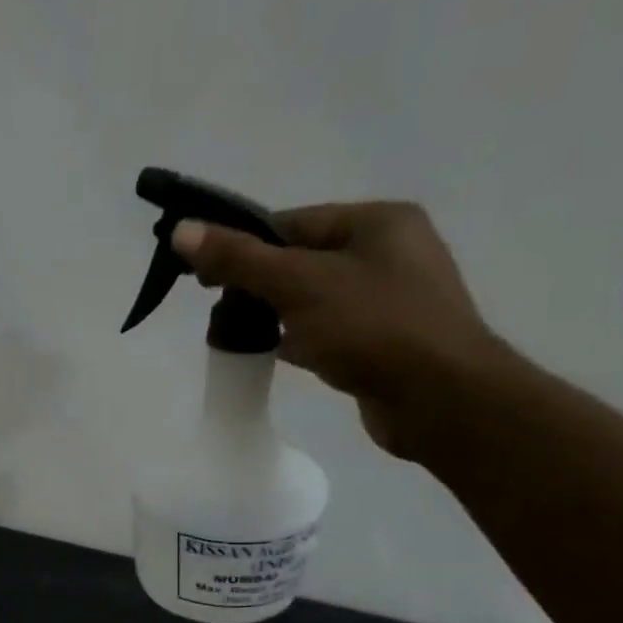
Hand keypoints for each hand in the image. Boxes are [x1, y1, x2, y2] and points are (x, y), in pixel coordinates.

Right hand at [171, 202, 517, 457]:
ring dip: (275, 314)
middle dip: (256, 284)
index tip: (202, 276)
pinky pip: (330, 330)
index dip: (243, 245)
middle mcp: (389, 252)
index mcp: (378, 222)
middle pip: (301, 260)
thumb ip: (239, 259)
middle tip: (218, 310)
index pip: (292, 223)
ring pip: (314, 298)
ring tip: (237, 334)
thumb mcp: (299, 285)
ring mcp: (391, 300)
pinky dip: (301, 339)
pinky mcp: (386, 342)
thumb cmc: (374, 328)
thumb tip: (182, 231)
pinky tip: (277, 354)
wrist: (441, 400)